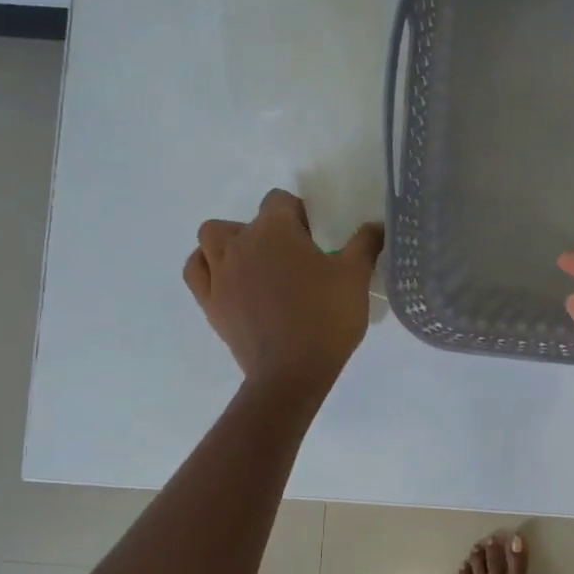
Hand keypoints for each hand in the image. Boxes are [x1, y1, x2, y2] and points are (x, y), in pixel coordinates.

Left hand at [185, 190, 383, 396]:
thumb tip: (377, 225)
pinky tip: (229, 280)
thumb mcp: (356, 276)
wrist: (292, 372)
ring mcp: (219, 273)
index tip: (316, 239)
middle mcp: (240, 243)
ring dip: (231, 243)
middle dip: (267, 231)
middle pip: (246, 221)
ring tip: (256, 265)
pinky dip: (208, 267)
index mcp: (274, 230)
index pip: (280, 201)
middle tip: (292, 257)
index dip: (299, 215)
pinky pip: (197, 270)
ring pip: (212, 239)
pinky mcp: (209, 302)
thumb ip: (365, 243)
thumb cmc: (326, 318)